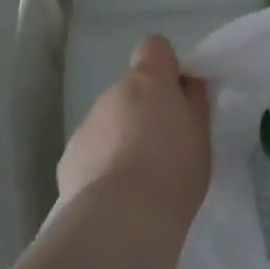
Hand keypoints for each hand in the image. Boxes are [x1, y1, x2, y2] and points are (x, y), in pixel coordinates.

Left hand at [58, 36, 210, 231]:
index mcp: (149, 81)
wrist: (120, 221)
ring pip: (111, 120)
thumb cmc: (173, 171)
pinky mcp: (69, 158)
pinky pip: (93, 149)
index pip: (155, 47)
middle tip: (165, 145)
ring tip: (139, 177)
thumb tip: (186, 82)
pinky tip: (115, 193)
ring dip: (124, 136)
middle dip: (146, 108)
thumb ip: (193, 101)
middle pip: (132, 88)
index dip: (167, 66)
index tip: (179, 95)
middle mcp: (113, 93)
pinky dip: (104, 163)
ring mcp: (87, 124)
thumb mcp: (201, 133)